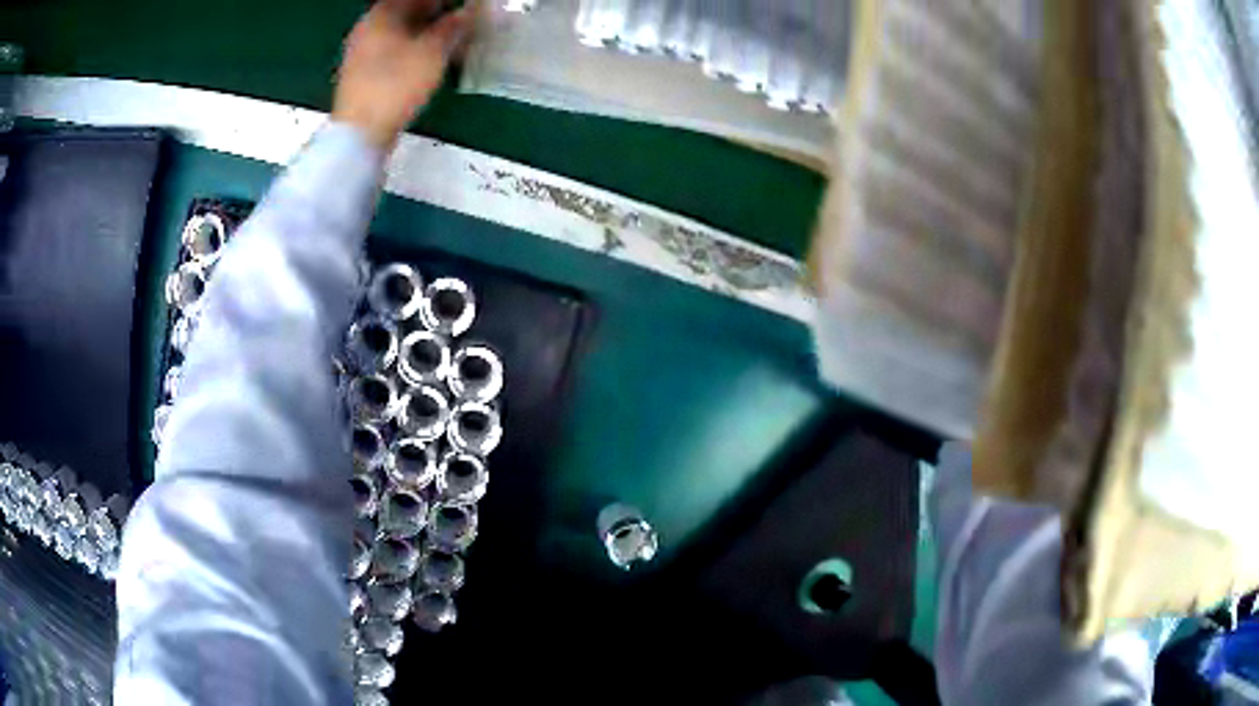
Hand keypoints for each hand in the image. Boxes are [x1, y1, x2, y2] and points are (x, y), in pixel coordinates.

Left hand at [333, 0, 472, 148]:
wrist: (360, 134)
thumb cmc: (395, 85)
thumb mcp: (433, 52)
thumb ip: (453, 27)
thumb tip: (468, 12)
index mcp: (381, 14)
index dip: (443, 1)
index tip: (465, 6)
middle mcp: (368, 28)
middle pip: (407, 11)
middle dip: (437, 13)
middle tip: (464, 20)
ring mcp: (363, 52)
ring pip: (402, 31)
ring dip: (429, 32)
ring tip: (455, 40)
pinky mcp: (364, 74)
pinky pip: (395, 50)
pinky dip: (416, 48)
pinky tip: (433, 59)